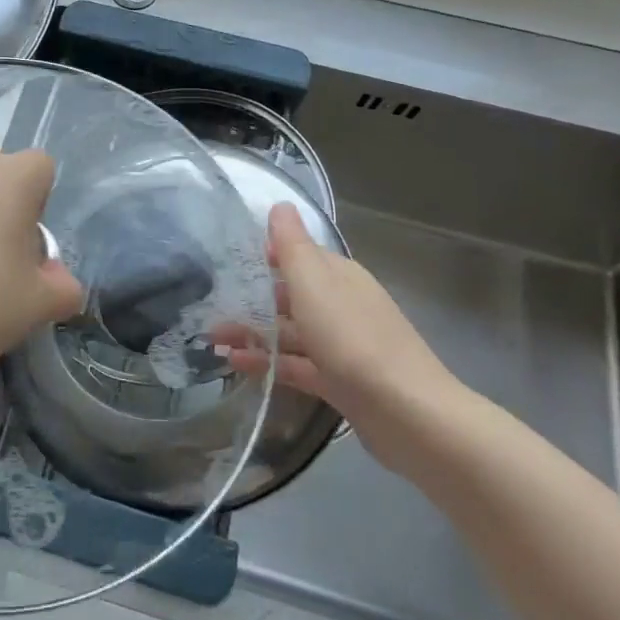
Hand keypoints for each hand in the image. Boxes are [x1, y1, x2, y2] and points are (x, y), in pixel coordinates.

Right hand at [218, 203, 471, 471]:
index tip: (228, 260)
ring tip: (212, 339)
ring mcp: (342, 346)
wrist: (408, 414)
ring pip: (290, 332)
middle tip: (211, 305)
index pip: (299, 255)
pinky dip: (267, 362)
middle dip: (252, 298)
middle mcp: (342, 305)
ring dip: (252, 332)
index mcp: (339, 276)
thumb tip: (280, 205)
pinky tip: (235, 364)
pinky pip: (295, 364)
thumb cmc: (353, 339)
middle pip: (291, 295)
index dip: (266, 254)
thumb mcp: (315, 283)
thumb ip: (293, 245)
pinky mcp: (339, 381)